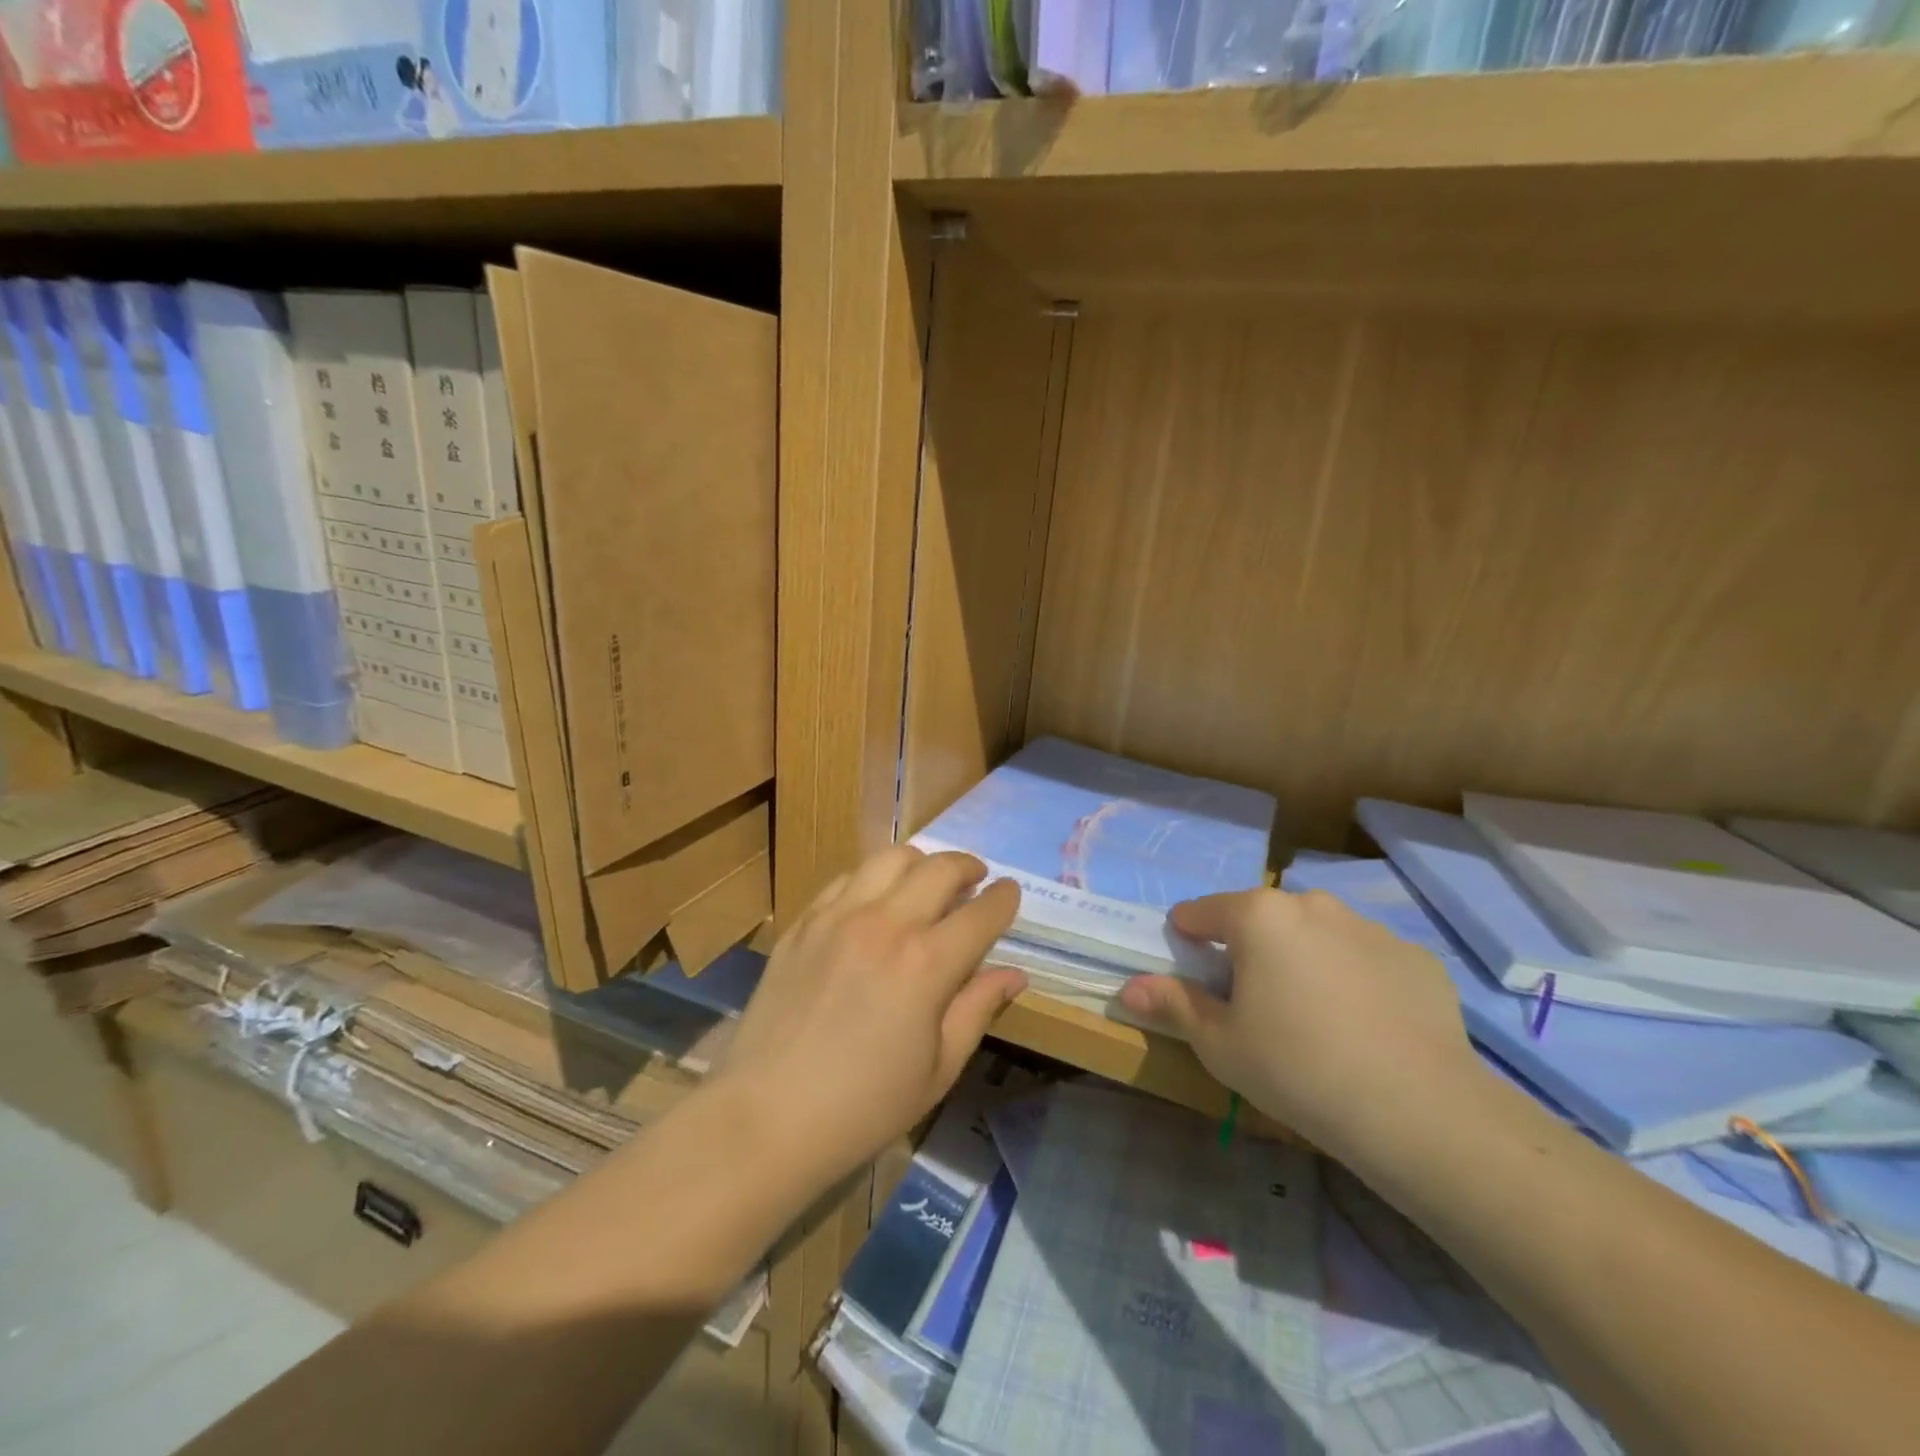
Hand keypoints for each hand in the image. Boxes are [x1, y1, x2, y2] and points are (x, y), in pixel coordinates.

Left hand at [716, 847, 1025, 1195]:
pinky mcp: (804, 922)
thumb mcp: (938, 1069)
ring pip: (890, 858)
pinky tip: (875, 900)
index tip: (1011, 894)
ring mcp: (838, 917)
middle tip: (976, 879)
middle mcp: (886, 924)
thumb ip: (977, 1009)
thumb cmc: (863, 1107)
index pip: (981, 913)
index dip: (1004, 899)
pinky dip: (873, 878)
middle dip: (968, 867)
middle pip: (940, 868)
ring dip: (920, 862)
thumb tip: (1014, 974)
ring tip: (926, 881)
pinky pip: (846, 878)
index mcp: (927, 965)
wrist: (766, 1117)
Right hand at [1118, 887, 1480, 1160]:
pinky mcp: (1415, 957)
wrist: (1419, 1111)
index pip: (1202, 911)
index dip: (1189, 938)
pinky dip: (1355, 979)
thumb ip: (1173, 1004)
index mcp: (1258, 916)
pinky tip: (1365, 1028)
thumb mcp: (1219, 1044)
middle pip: (1262, 918)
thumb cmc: (1296, 1069)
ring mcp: (1370, 927)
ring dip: (1303, 960)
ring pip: (1317, 935)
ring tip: (1314, 1018)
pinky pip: (1366, 959)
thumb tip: (1129, 987)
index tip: (1193, 972)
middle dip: (1250, 949)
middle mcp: (1313, 905)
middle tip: (1255, 1004)